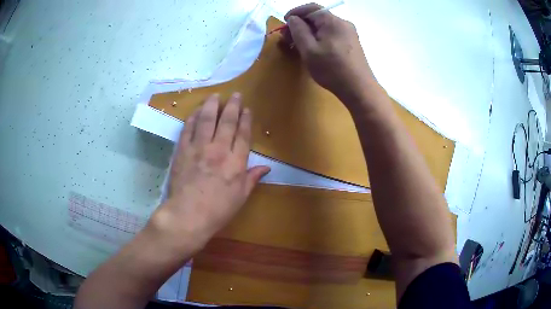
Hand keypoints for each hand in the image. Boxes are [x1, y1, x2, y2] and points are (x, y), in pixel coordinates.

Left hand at [149, 93, 269, 253]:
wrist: (189, 215)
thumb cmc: (218, 210)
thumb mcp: (241, 197)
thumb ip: (252, 178)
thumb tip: (267, 167)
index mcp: (236, 162)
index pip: (242, 134)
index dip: (245, 120)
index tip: (247, 109)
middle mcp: (219, 150)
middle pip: (227, 122)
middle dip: (232, 106)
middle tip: (235, 95)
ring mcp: (199, 148)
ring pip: (207, 120)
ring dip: (212, 106)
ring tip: (215, 96)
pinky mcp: (182, 150)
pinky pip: (188, 129)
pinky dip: (193, 118)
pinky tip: (196, 111)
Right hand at [283, 3, 376, 103]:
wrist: (359, 89)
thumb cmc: (332, 69)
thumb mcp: (309, 49)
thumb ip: (298, 30)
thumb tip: (293, 19)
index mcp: (333, 21)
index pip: (311, 8)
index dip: (295, 12)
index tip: (284, 22)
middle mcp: (343, 23)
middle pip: (318, 17)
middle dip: (300, 24)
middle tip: (288, 37)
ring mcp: (349, 34)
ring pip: (324, 27)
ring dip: (309, 32)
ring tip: (298, 44)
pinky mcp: (352, 43)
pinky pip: (331, 34)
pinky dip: (319, 37)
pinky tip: (313, 49)